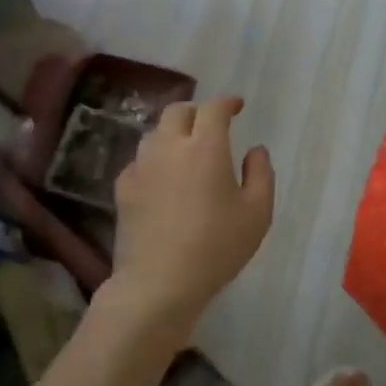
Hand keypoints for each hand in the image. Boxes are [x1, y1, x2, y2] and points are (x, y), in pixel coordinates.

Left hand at [102, 96, 274, 345]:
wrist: (159, 282)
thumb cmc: (216, 247)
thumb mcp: (257, 213)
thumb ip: (261, 174)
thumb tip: (255, 150)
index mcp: (206, 147)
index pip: (214, 108)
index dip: (227, 103)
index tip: (237, 106)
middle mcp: (170, 147)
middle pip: (178, 111)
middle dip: (197, 111)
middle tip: (211, 125)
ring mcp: (141, 166)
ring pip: (156, 133)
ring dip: (174, 133)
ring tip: (187, 150)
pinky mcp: (123, 188)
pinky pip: (140, 160)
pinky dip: (155, 159)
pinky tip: (163, 178)